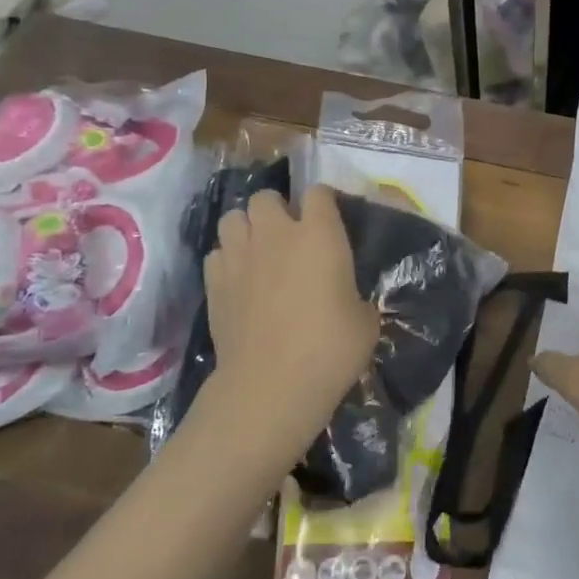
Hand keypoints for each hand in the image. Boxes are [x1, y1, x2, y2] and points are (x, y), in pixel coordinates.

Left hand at [201, 186, 378, 466]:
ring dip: (247, 228)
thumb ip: (354, 293)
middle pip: (267, 197)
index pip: (319, 192)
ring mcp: (239, 255)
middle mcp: (276, 233)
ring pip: (233, 218)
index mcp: (320, 234)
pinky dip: (227, 259)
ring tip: (259, 251)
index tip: (330, 222)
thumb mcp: (365, 320)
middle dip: (277, 210)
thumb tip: (347, 295)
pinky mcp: (213, 282)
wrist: (271, 387)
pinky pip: (217, 253)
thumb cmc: (330, 349)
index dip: (324, 203)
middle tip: (290, 237)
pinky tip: (239, 279)